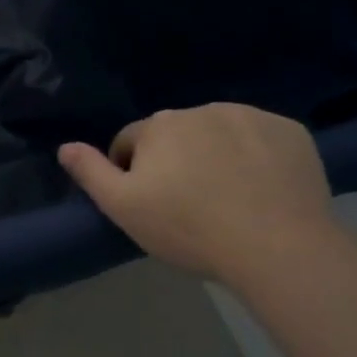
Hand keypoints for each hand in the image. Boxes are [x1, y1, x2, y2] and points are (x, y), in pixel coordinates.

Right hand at [58, 104, 335, 282]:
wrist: (279, 247)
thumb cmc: (190, 228)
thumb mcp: (124, 208)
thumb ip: (91, 172)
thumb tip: (65, 147)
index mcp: (159, 125)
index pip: (131, 142)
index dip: (132, 173)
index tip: (149, 205)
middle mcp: (202, 109)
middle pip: (176, 135)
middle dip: (176, 161)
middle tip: (189, 206)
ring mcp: (251, 117)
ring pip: (220, 134)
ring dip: (216, 155)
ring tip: (229, 199)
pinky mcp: (291, 132)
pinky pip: (262, 140)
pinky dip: (258, 157)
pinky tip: (263, 190)